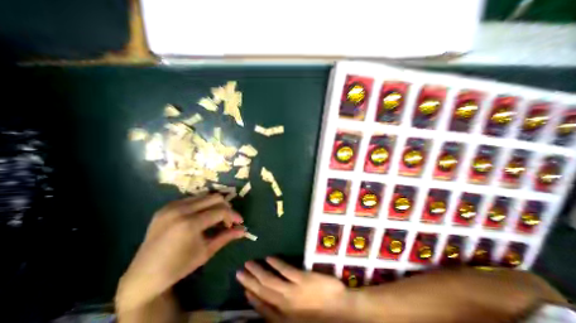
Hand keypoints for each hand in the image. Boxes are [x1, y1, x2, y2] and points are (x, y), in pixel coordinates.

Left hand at [115, 193, 243, 313]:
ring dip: (214, 205)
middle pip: (214, 198)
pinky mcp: (166, 206)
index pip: (221, 211)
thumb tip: (244, 231)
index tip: (240, 221)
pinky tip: (202, 216)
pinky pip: (192, 199)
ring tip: (216, 217)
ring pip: (204, 196)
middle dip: (226, 207)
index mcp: (190, 224)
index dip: (234, 215)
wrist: (143, 275)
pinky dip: (202, 205)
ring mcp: (171, 206)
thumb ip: (226, 237)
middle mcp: (180, 210)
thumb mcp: (206, 252)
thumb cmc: (178, 266)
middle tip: (228, 220)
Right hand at [235, 256, 351, 321]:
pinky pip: (285, 270)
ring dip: (257, 271)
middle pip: (262, 291)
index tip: (244, 288)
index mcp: (284, 318)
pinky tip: (269, 258)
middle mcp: (284, 305)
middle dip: (249, 281)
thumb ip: (285, 315)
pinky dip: (276, 264)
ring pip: (269, 280)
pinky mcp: (301, 279)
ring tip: (248, 263)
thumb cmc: (322, 317)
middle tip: (239, 271)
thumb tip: (272, 304)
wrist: (343, 311)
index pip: (263, 307)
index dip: (252, 298)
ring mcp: (292, 291)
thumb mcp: (301, 322)